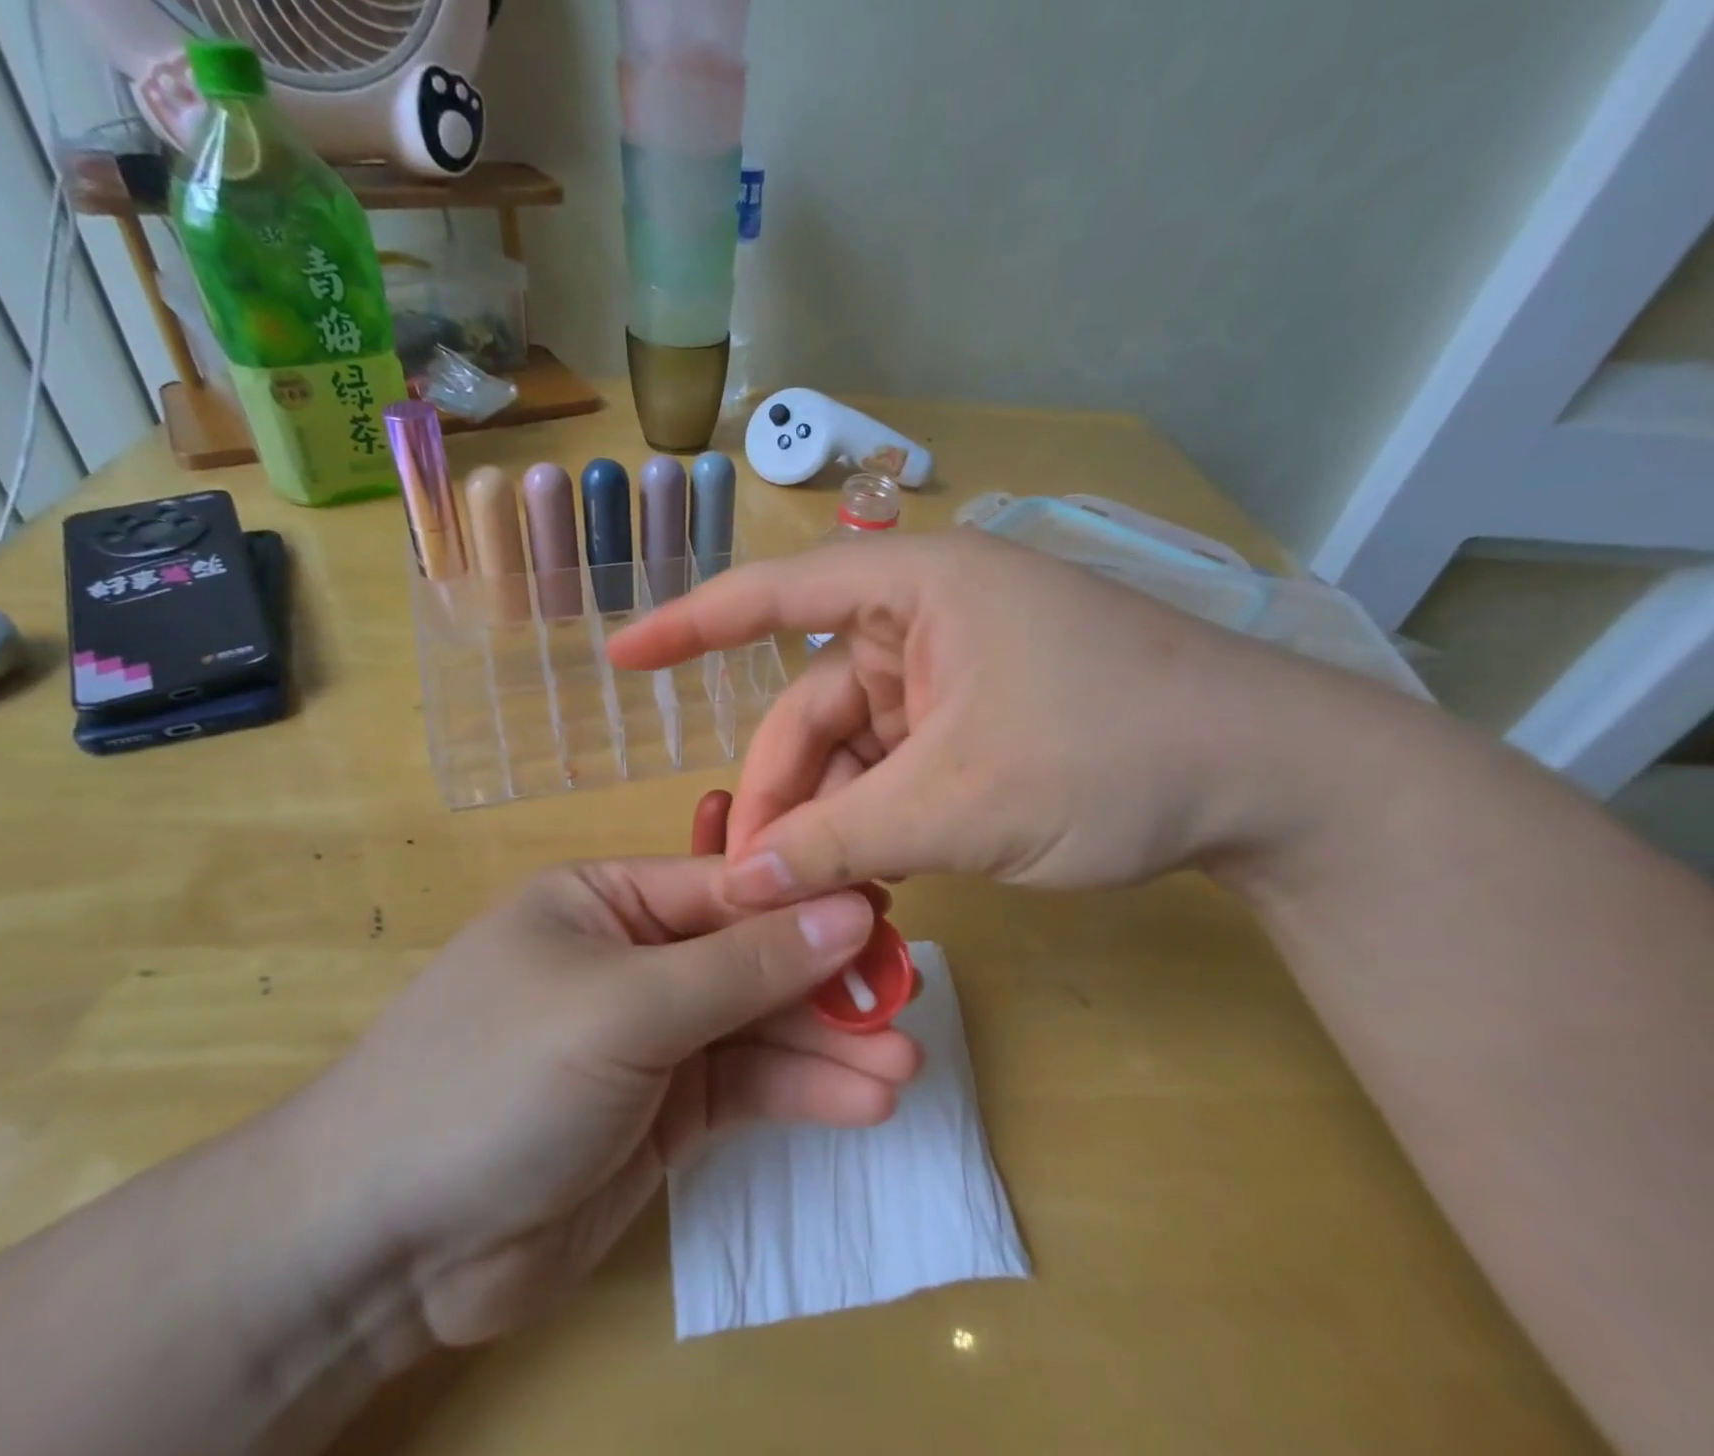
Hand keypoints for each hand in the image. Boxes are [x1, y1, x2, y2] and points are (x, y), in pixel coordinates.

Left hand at [295, 859, 921, 1345]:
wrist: (387, 1241)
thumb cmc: (498, 1075)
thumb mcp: (626, 1005)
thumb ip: (742, 964)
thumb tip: (848, 910)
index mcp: (610, 900)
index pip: (728, 887)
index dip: (807, 900)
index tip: (887, 913)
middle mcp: (637, 958)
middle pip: (751, 956)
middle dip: (827, 979)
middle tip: (907, 997)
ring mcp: (653, 1038)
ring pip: (758, 1027)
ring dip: (828, 1045)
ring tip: (904, 1063)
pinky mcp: (666, 1112)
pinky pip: (746, 1087)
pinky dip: (803, 1093)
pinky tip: (865, 1101)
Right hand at [608, 530, 1377, 903]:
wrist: (1273, 783)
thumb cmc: (1115, 756)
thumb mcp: (961, 803)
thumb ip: (841, 841)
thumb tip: (743, 882)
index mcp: (916, 590)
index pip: (773, 597)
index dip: (689, 627)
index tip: (622, 658)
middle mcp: (926, 622)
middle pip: (813, 707)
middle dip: (785, 793)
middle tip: (758, 881)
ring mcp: (955, 676)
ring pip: (854, 750)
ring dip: (834, 821)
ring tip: (823, 897)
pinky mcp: (980, 722)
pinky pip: (897, 768)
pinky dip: (878, 821)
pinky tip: (872, 879)